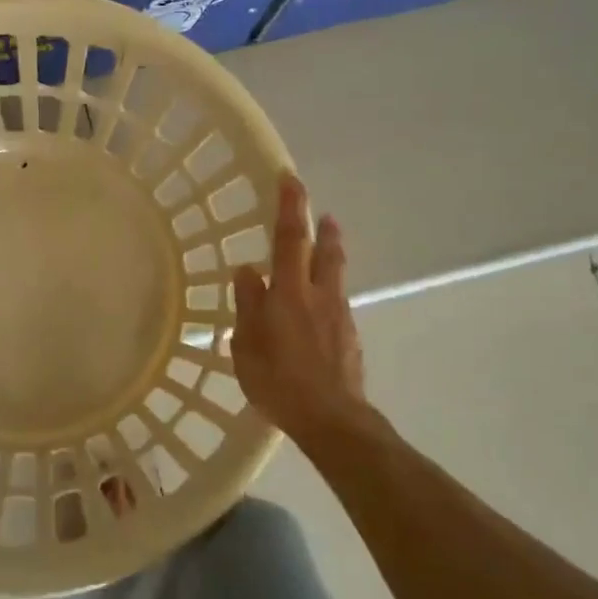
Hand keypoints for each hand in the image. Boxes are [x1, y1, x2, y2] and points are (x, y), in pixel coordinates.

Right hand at [231, 174, 366, 446]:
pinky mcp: (350, 338)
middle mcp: (319, 296)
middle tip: (322, 213)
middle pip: (325, 252)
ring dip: (330, 257)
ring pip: (335, 276)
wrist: (332, 419)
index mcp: (290, 293)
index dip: (290, 207)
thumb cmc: (279, 382)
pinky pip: (336, 304)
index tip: (291, 178)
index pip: (290, 239)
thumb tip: (247, 270)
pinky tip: (317, 311)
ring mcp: (339, 316)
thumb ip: (248, 305)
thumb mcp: (247, 345)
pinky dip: (327, 294)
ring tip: (323, 252)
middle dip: (323, 228)